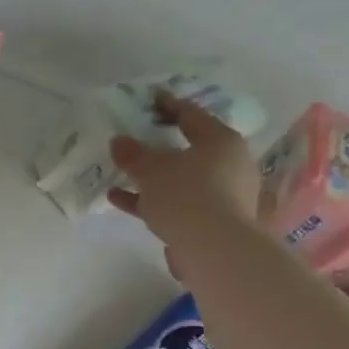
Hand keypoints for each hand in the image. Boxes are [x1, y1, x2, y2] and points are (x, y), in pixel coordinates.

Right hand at [108, 92, 260, 277]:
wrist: (214, 248)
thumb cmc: (186, 194)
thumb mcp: (151, 169)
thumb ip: (133, 153)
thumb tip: (119, 141)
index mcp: (220, 141)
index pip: (192, 115)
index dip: (168, 106)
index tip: (150, 99)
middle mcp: (229, 164)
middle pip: (189, 148)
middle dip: (159, 146)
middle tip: (135, 139)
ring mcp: (224, 193)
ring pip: (181, 177)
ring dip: (152, 176)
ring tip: (121, 174)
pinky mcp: (213, 219)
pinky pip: (177, 201)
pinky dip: (152, 199)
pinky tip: (121, 199)